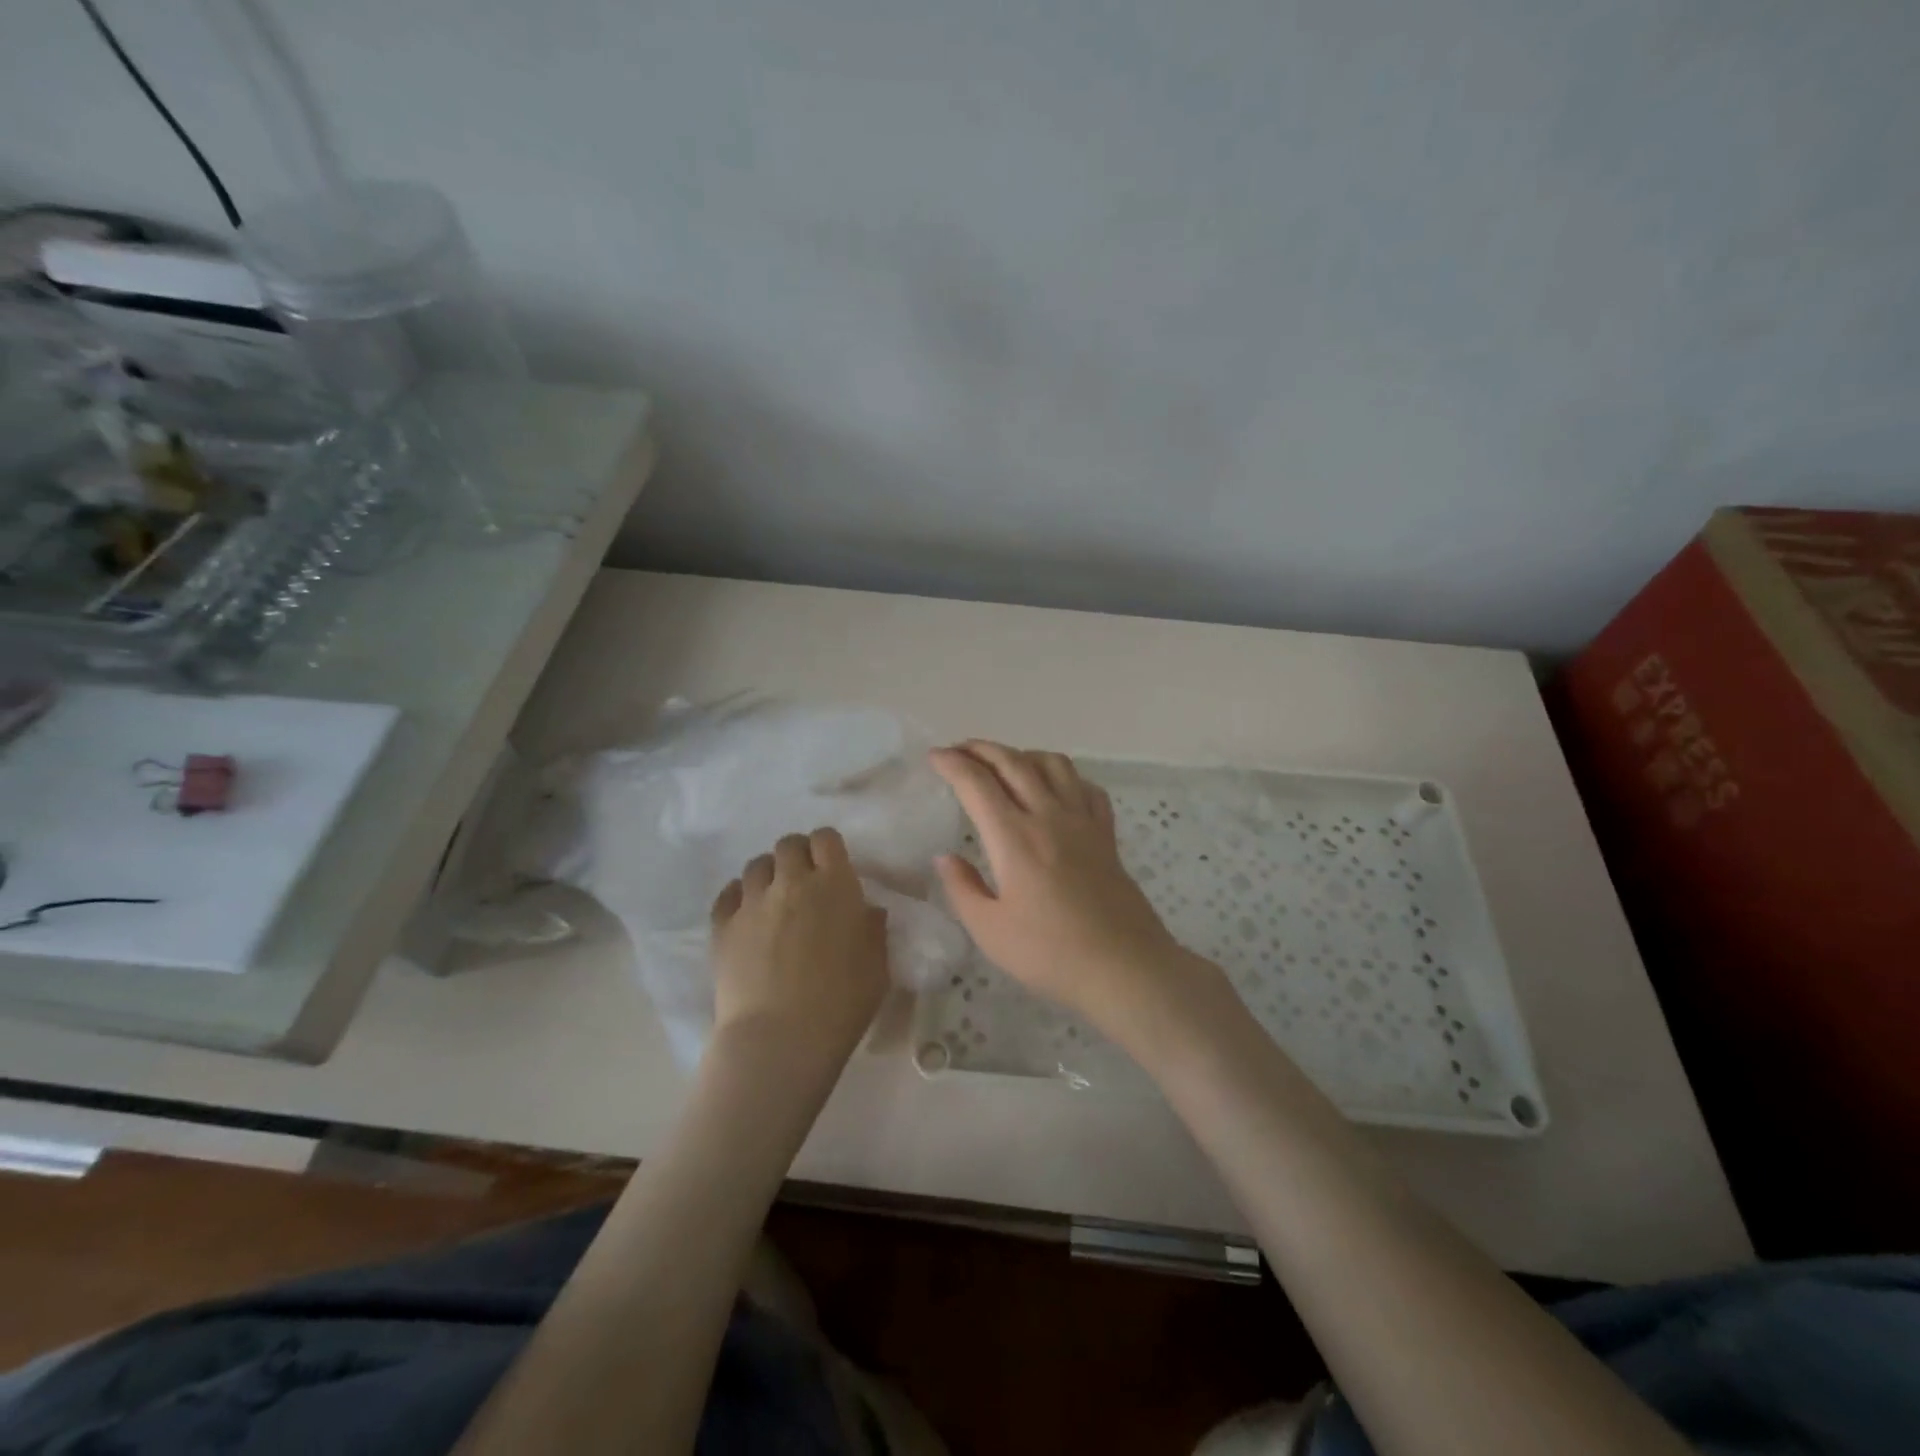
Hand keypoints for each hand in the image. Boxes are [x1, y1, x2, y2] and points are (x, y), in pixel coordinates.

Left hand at [709, 829, 888, 1070]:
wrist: (780, 1038)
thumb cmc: (841, 1003)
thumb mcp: (877, 966)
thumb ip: (873, 930)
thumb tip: (867, 911)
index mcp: (834, 885)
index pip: (826, 839)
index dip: (828, 847)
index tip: (832, 864)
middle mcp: (791, 882)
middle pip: (788, 844)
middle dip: (798, 855)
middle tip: (804, 880)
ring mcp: (752, 902)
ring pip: (756, 864)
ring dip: (769, 874)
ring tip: (774, 898)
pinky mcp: (722, 926)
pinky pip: (728, 894)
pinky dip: (738, 896)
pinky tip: (747, 915)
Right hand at [929, 742, 1209, 1038]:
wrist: (1124, 968)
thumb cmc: (1050, 954)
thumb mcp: (990, 931)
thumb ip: (963, 889)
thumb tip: (946, 858)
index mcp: (1014, 838)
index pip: (977, 783)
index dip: (952, 763)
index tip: (934, 757)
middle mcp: (1048, 816)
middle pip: (1013, 762)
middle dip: (981, 749)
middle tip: (960, 750)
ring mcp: (1083, 822)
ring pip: (1054, 765)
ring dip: (1023, 754)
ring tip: (1005, 764)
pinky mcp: (1106, 835)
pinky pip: (1086, 788)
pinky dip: (1065, 777)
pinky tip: (1056, 790)